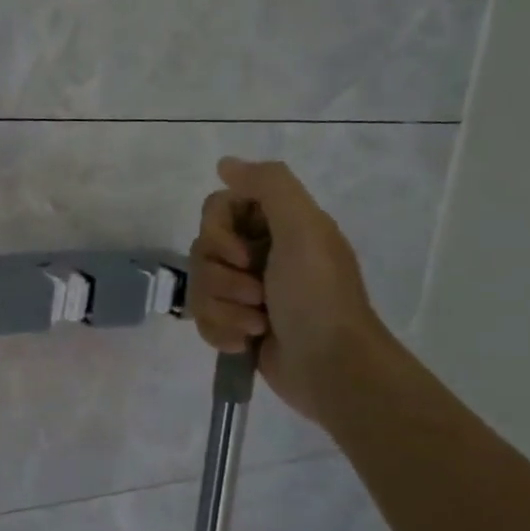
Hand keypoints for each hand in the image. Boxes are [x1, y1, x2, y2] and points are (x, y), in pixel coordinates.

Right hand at [187, 158, 389, 422]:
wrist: (331, 367)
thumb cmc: (318, 296)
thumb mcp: (304, 229)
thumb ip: (269, 185)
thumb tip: (225, 163)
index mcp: (276, 226)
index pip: (216, 209)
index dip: (219, 233)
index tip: (244, 254)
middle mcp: (257, 253)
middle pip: (201, 250)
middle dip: (223, 278)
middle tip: (258, 293)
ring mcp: (245, 291)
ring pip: (198, 286)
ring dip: (224, 309)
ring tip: (258, 325)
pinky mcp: (235, 324)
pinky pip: (202, 318)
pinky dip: (222, 332)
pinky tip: (247, 343)